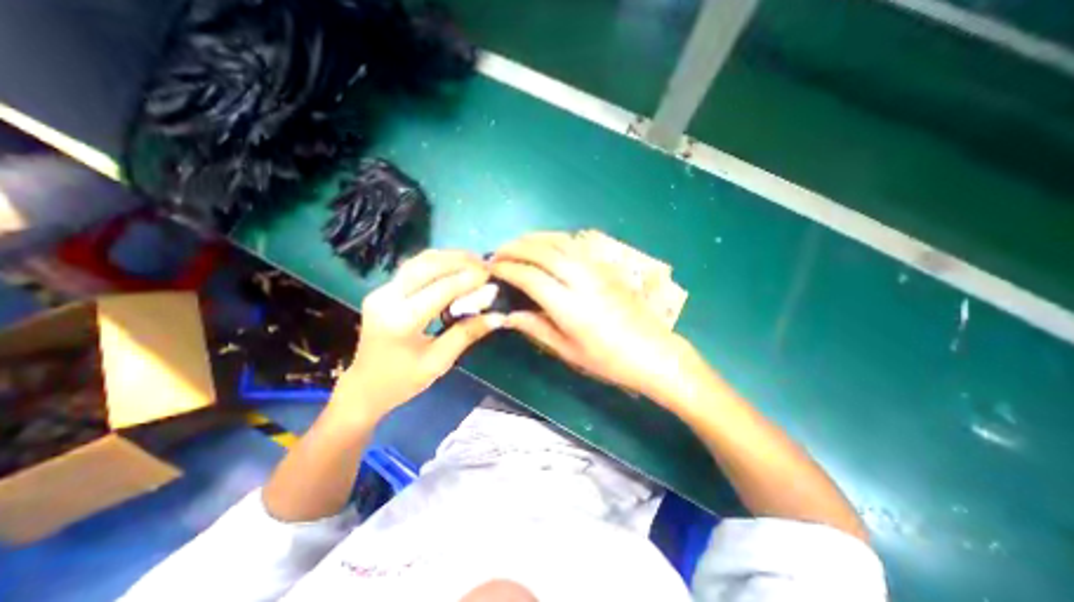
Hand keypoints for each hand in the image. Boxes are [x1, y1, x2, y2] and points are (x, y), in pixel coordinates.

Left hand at [334, 250, 502, 418]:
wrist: (364, 386)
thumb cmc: (403, 380)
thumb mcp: (439, 361)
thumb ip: (468, 333)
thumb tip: (499, 316)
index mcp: (401, 320)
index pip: (441, 289)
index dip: (469, 279)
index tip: (491, 275)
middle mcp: (387, 298)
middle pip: (428, 266)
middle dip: (460, 261)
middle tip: (485, 264)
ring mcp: (381, 291)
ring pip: (419, 262)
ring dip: (448, 257)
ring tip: (474, 260)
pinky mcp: (383, 290)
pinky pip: (413, 268)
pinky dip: (436, 262)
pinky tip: (453, 265)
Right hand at [490, 233, 692, 400]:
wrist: (652, 352)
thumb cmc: (608, 360)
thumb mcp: (568, 351)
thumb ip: (536, 328)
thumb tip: (508, 316)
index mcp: (570, 306)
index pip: (530, 277)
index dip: (507, 269)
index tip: (492, 268)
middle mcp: (582, 280)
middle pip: (543, 251)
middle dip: (516, 247)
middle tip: (498, 252)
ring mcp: (597, 269)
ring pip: (560, 241)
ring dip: (534, 238)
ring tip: (517, 243)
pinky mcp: (607, 266)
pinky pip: (576, 243)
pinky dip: (555, 238)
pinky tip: (547, 244)